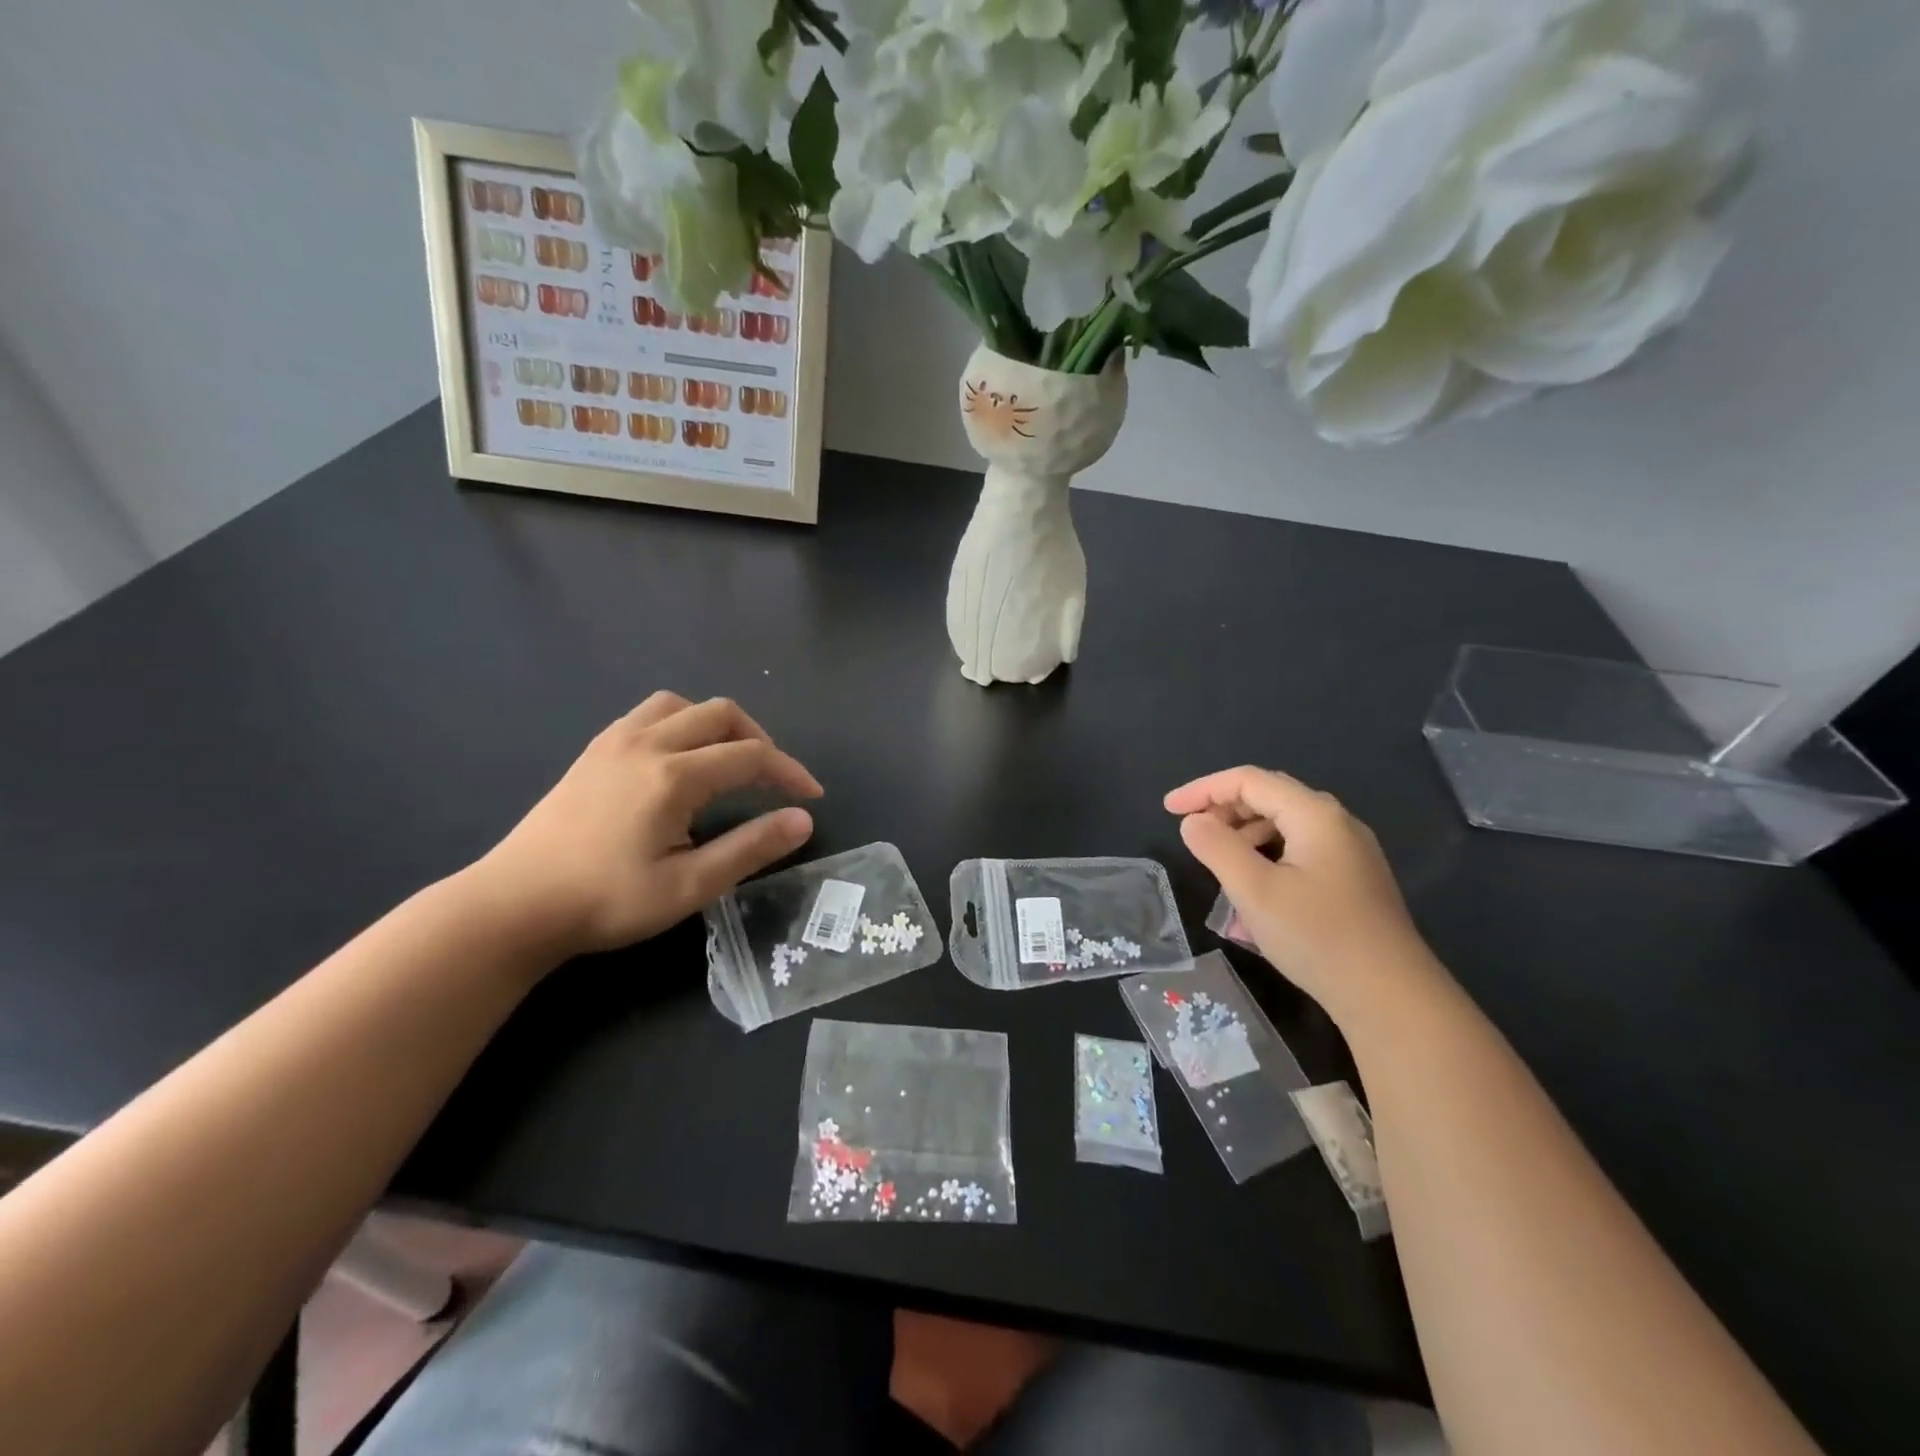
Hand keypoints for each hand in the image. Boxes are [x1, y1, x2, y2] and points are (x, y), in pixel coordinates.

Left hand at [470, 692, 820, 959]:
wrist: (514, 905)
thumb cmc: (606, 901)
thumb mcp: (689, 886)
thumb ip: (750, 848)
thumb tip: (802, 820)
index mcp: (674, 776)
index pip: (752, 756)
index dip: (790, 772)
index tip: (811, 798)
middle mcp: (647, 743)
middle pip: (722, 714)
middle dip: (760, 741)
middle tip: (773, 781)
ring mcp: (615, 741)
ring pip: (683, 705)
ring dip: (717, 725)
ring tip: (728, 762)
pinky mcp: (594, 751)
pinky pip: (649, 714)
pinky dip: (681, 724)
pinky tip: (679, 761)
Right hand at [1166, 767, 1443, 1023]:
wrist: (1392, 998)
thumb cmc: (1318, 937)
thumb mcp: (1254, 890)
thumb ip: (1217, 847)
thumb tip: (1193, 821)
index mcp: (1315, 814)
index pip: (1249, 780)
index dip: (1203, 789)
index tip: (1168, 810)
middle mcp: (1336, 823)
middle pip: (1269, 797)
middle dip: (1224, 809)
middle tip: (1191, 833)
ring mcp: (1349, 853)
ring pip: (1285, 826)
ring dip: (1244, 836)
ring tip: (1217, 865)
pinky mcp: (1353, 881)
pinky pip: (1299, 852)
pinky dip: (1267, 858)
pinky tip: (1252, 892)